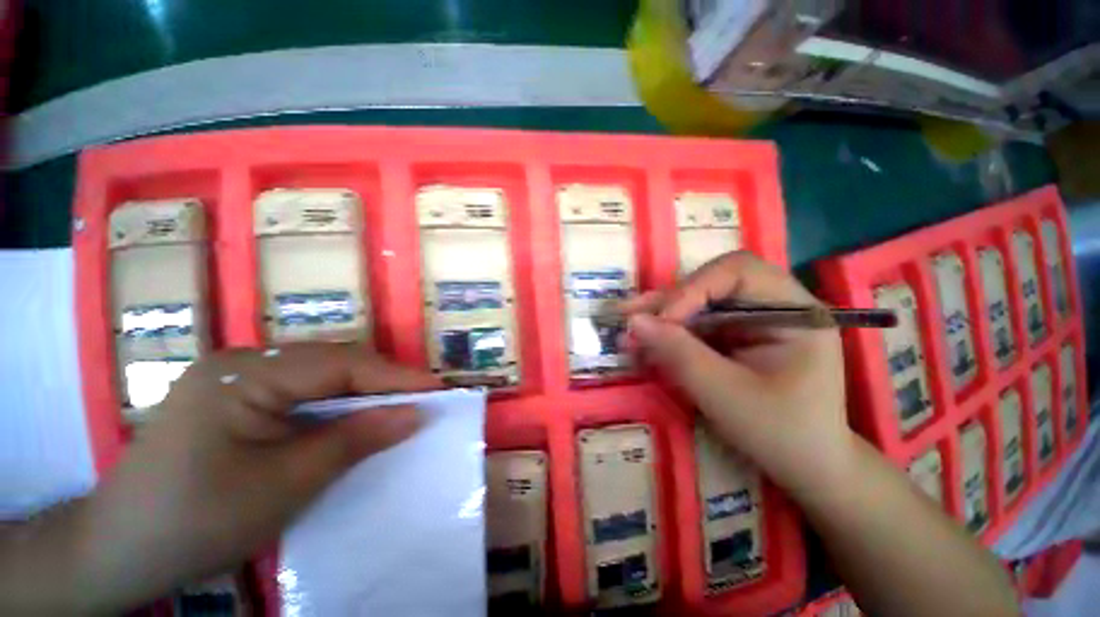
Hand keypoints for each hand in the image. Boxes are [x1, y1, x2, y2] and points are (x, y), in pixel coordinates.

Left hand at [71, 343, 438, 611]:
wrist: (118, 550)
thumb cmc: (195, 520)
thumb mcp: (284, 485)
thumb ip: (355, 441)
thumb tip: (416, 415)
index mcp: (245, 372)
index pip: (342, 364)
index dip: (395, 377)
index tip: (438, 390)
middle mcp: (243, 360)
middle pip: (334, 362)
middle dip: (383, 381)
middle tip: (423, 400)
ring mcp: (237, 376)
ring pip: (321, 374)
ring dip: (363, 391)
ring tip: (398, 407)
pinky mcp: (237, 397)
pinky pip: (303, 390)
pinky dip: (337, 403)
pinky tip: (351, 417)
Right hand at [620, 252, 853, 492]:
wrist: (804, 465)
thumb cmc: (779, 433)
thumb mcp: (726, 395)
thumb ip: (679, 354)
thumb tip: (633, 321)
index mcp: (793, 311)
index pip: (738, 272)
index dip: (693, 289)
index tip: (661, 322)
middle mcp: (772, 304)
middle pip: (711, 283)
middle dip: (669, 302)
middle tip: (629, 317)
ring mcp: (751, 319)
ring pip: (696, 302)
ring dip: (660, 316)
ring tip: (627, 330)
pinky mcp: (733, 334)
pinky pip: (694, 322)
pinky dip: (667, 332)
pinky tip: (643, 342)